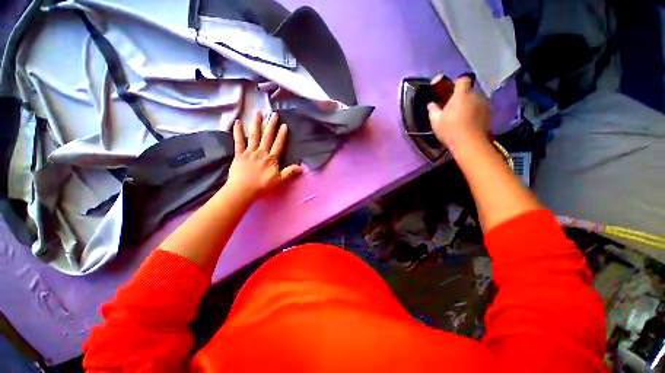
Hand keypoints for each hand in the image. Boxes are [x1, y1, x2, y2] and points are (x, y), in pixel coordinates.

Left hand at [227, 112, 302, 198]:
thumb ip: (289, 172)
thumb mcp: (279, 180)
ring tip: (258, 113)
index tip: (284, 125)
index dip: (282, 135)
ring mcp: (249, 152)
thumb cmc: (262, 186)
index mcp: (271, 159)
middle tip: (274, 114)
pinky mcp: (239, 154)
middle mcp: (261, 152)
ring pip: (254, 135)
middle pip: (267, 137)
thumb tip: (301, 167)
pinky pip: (238, 141)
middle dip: (271, 125)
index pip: (278, 144)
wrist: (243, 190)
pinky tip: (237, 122)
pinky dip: (237, 131)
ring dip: (256, 124)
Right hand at [427, 76, 491, 150]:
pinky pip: (481, 107)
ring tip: (463, 115)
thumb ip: (433, 110)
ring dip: (469, 104)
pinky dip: (476, 111)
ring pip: (476, 99)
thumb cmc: (450, 130)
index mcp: (461, 95)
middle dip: (462, 96)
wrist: (469, 143)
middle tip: (454, 107)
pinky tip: (470, 121)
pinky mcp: (490, 113)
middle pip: (469, 90)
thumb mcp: (435, 121)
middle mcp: (475, 95)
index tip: (450, 92)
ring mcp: (484, 104)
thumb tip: (431, 104)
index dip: (457, 83)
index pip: (462, 80)